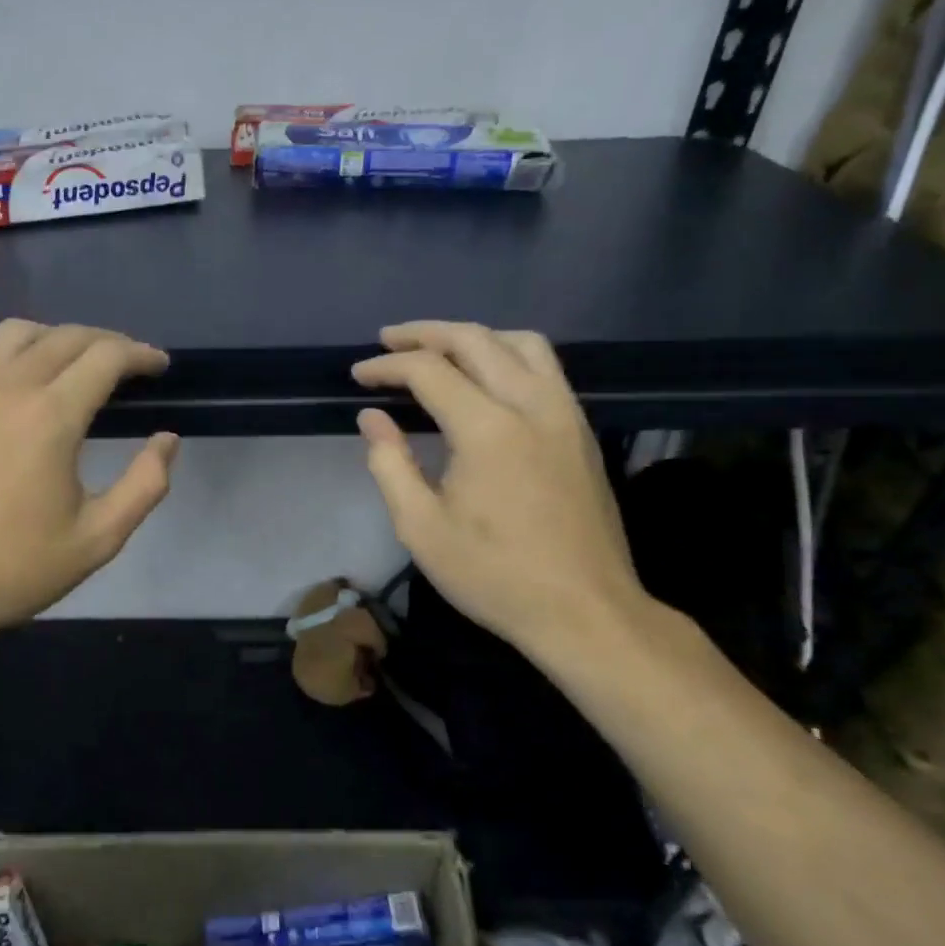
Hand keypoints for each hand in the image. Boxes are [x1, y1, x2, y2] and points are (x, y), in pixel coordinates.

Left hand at [0, 320, 177, 647]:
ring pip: (16, 333)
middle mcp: (7, 387)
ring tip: (74, 363)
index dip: (141, 354)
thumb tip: (167, 439)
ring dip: (55, 338)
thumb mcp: (98, 538)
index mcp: (51, 417)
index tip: (160, 366)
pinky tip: (10, 379)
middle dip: (107, 342)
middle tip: (130, 364)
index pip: (106, 356)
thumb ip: (145, 484)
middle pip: (66, 337)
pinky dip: (2, 353)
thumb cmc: (15, 568)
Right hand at [351, 322, 647, 657]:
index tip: (358, 375)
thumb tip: (372, 417)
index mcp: (487, 429)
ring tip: (440, 348)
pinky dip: (507, 354)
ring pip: (522, 342)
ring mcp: (565, 414)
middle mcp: (531, 405)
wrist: (586, 612)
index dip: (387, 366)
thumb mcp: (421, 528)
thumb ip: (390, 464)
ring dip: (474, 335)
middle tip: (388, 340)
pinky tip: (487, 379)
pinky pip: (545, 367)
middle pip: (476, 340)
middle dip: (425, 334)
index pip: (429, 371)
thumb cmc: (494, 574)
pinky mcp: (581, 430)